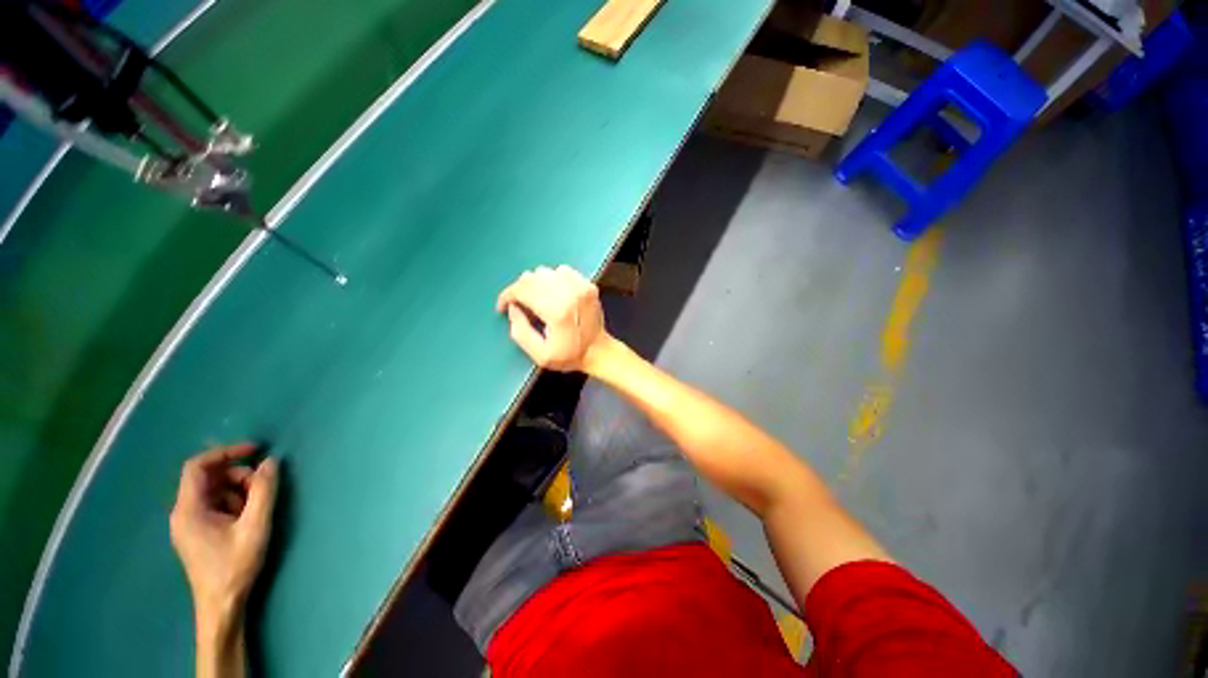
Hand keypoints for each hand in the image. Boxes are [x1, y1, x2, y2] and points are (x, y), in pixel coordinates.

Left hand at [170, 444, 277, 635]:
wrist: (222, 605)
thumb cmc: (235, 565)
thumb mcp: (255, 526)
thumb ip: (263, 491)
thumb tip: (271, 461)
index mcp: (189, 509)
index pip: (198, 466)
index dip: (225, 452)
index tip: (255, 450)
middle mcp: (183, 512)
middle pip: (209, 478)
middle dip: (239, 477)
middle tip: (263, 489)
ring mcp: (188, 524)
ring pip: (215, 492)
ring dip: (239, 492)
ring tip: (256, 510)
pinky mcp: (197, 533)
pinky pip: (215, 505)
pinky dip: (234, 504)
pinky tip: (247, 520)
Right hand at [497, 265, 609, 371]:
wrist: (599, 351)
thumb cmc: (569, 356)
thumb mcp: (540, 355)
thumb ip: (520, 332)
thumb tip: (513, 308)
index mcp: (557, 311)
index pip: (523, 290)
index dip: (507, 295)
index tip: (503, 305)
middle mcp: (569, 293)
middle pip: (532, 278)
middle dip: (520, 291)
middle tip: (521, 307)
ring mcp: (580, 286)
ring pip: (545, 272)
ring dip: (535, 284)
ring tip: (537, 301)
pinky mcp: (588, 284)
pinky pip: (561, 271)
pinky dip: (552, 280)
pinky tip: (553, 294)